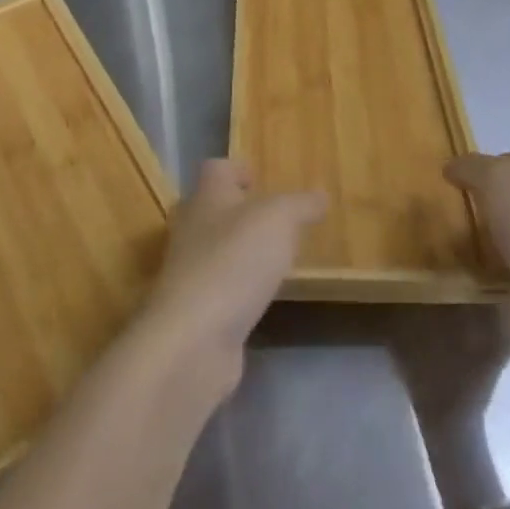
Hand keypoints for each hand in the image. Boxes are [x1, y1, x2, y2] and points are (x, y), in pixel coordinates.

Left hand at [138, 160, 325, 397]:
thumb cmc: (235, 261)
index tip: (260, 178)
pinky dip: (239, 288)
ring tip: (275, 258)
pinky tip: (260, 297)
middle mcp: (191, 230)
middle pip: (212, 209)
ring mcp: (189, 272)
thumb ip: (300, 205)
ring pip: (216, 249)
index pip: (216, 169)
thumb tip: (320, 195)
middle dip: (240, 211)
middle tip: (275, 219)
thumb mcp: (278, 220)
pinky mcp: (194, 311)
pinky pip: (220, 288)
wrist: (193, 339)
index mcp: (206, 197)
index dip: (237, 169)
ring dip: (240, 251)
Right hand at [447, 151, 509, 359]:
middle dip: (492, 197)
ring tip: (456, 231)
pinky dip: (491, 264)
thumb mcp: (497, 176)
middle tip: (458, 200)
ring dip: (491, 232)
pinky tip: (469, 263)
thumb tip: (453, 167)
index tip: (468, 172)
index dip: (500, 160)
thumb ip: (472, 166)